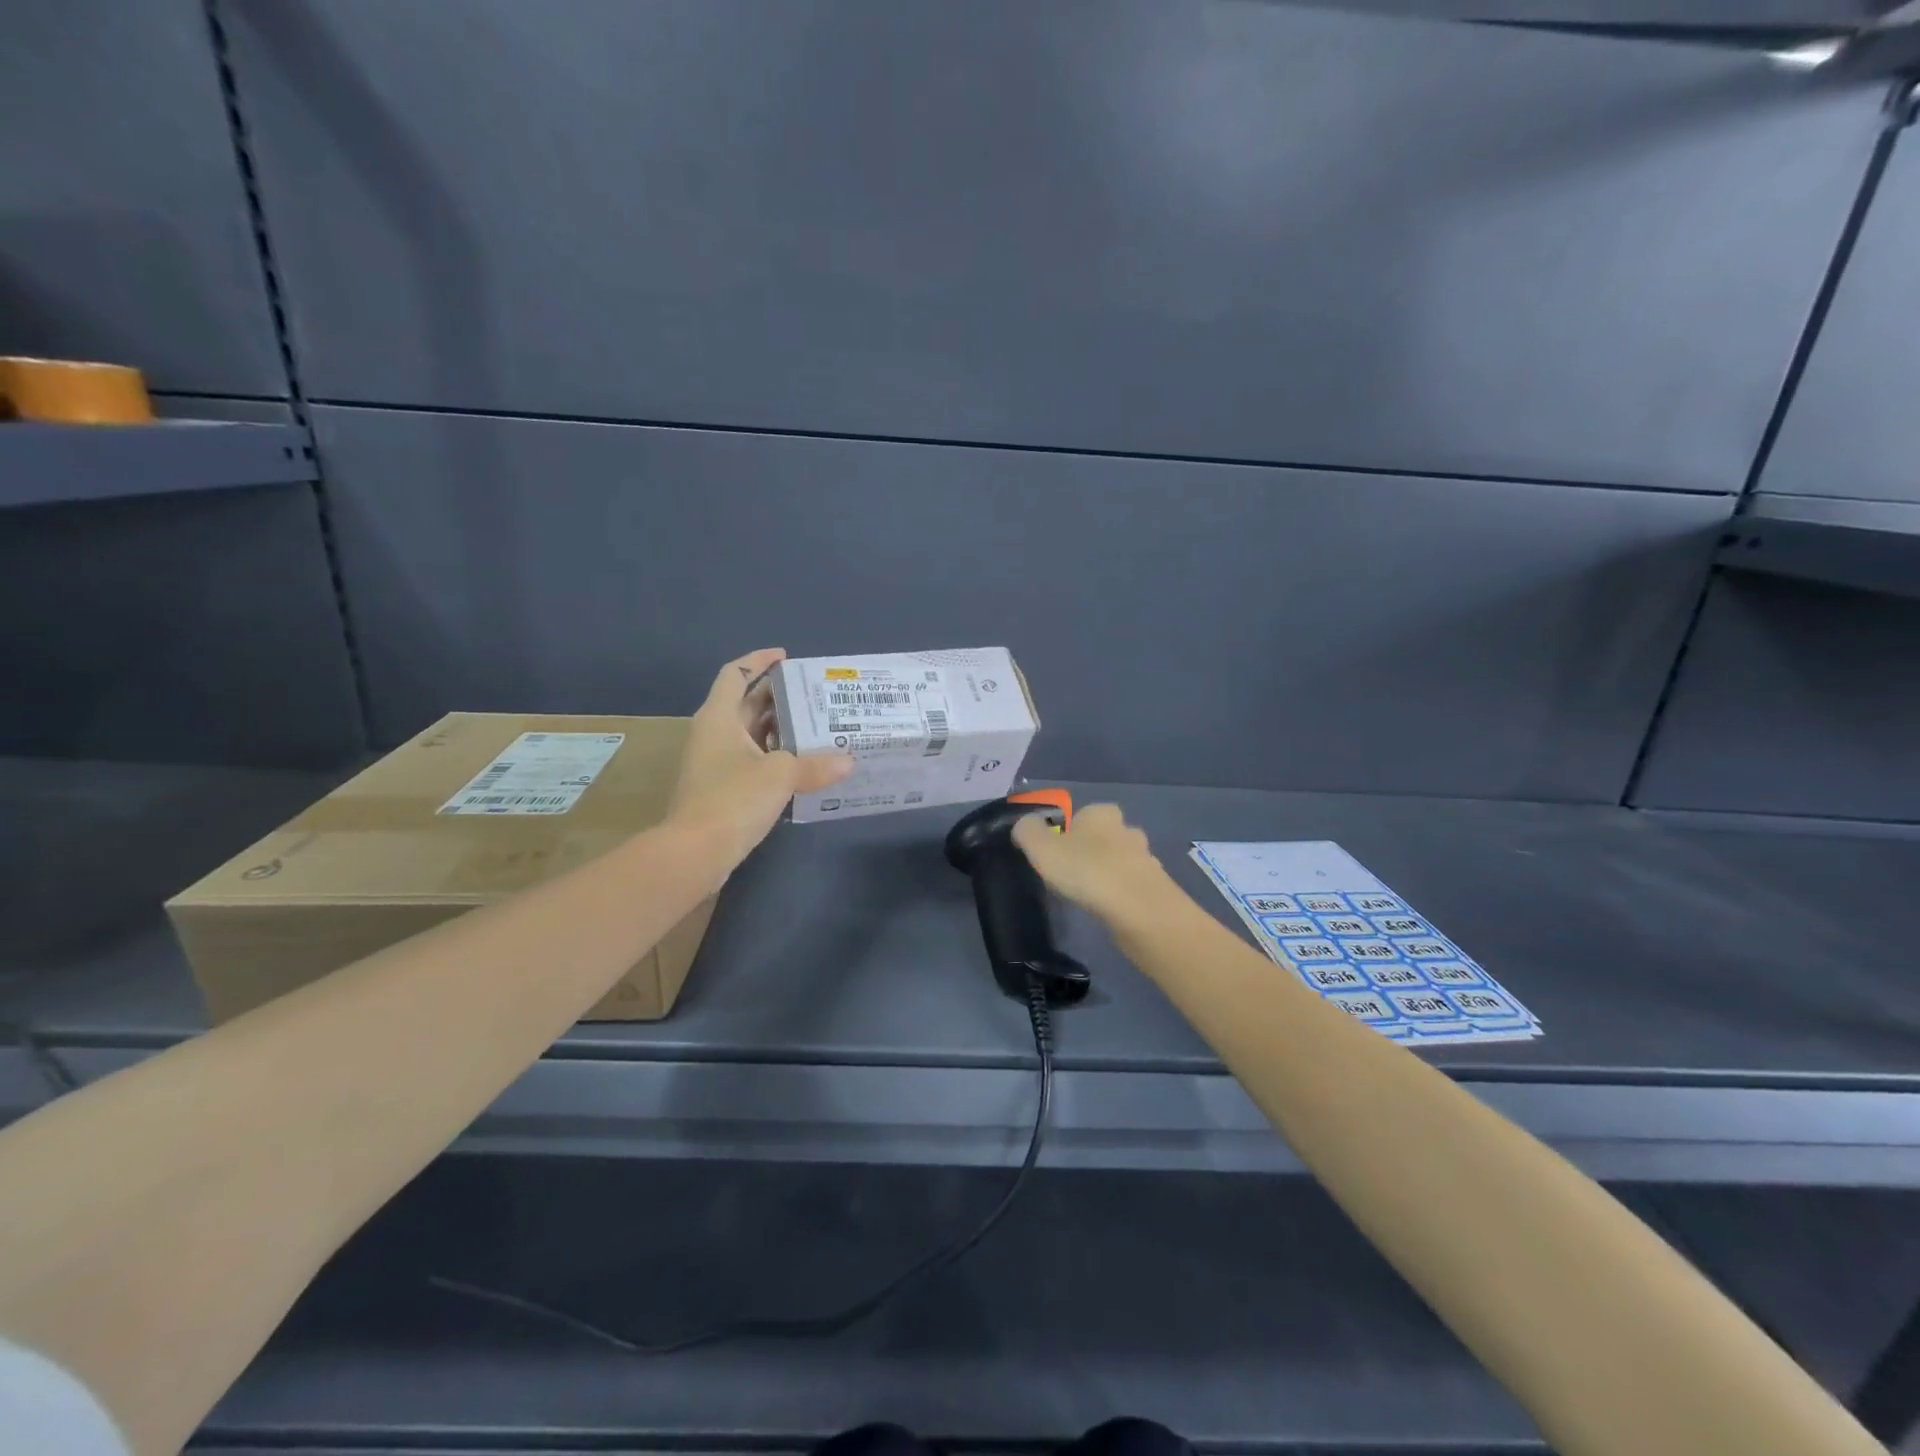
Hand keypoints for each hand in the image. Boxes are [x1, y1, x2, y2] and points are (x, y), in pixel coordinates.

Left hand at [668, 649, 850, 872]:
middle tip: (815, 697)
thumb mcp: (781, 775)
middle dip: (778, 697)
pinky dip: (774, 757)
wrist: (695, 852)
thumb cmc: (733, 798)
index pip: (735, 674)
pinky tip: (802, 766)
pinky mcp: (719, 789)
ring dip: (779, 730)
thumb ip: (815, 764)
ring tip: (817, 728)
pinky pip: (750, 761)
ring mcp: (713, 763)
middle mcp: (712, 734)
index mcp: (719, 717)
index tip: (786, 657)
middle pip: (745, 703)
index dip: (758, 660)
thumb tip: (848, 761)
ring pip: (749, 735)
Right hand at [1012, 802, 1172, 925]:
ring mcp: (1147, 858)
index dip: (1070, 830)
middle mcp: (1127, 829)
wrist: (1138, 909)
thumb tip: (1025, 825)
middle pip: (1106, 835)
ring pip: (1122, 860)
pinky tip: (1111, 909)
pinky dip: (1123, 894)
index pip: (1084, 813)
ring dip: (1110, 873)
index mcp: (1101, 813)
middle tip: (1073, 873)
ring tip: (1092, 894)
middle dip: (1093, 850)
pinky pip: (1134, 885)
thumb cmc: (1086, 870)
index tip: (1057, 853)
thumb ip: (1028, 831)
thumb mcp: (1042, 848)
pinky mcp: (1157, 886)